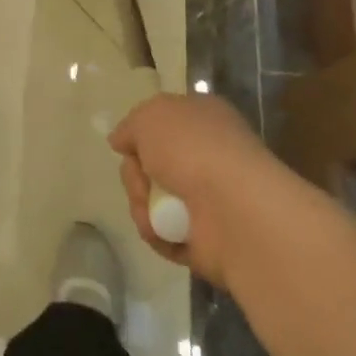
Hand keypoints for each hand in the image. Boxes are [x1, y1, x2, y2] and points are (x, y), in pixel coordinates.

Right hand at [109, 93, 291, 289]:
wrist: (233, 208)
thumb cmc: (192, 148)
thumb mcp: (150, 116)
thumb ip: (130, 126)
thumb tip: (121, 141)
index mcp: (202, 120)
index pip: (164, 123)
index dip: (141, 133)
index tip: (126, 144)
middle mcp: (206, 157)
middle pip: (150, 164)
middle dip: (136, 174)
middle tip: (142, 179)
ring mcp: (208, 200)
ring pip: (153, 200)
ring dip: (142, 205)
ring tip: (153, 212)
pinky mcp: (205, 240)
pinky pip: (164, 234)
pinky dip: (157, 234)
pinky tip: (163, 232)